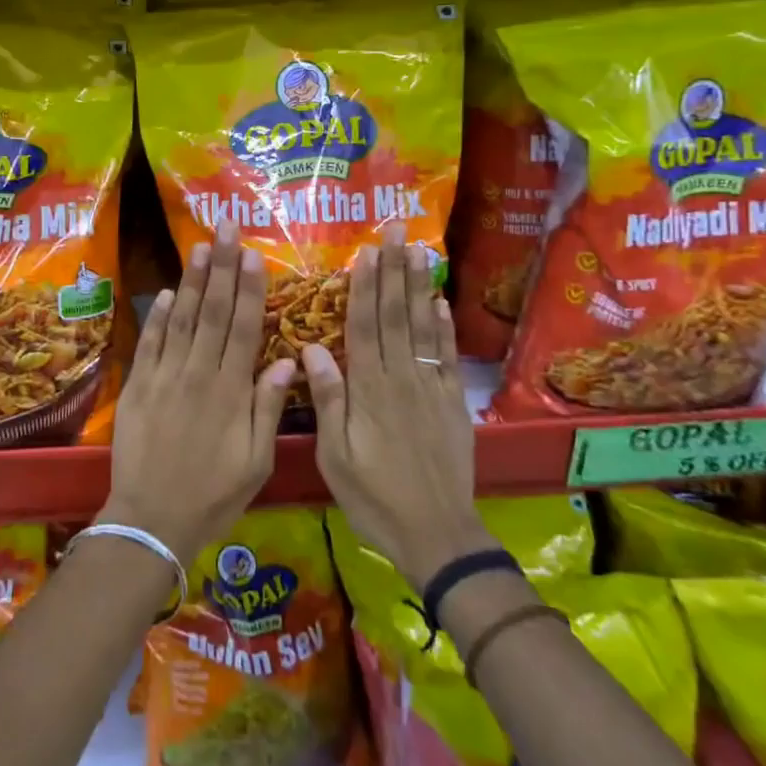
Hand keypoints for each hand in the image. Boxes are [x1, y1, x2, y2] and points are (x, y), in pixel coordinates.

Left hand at [101, 220, 294, 562]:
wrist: (151, 519)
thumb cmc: (213, 495)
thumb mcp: (255, 462)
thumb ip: (268, 408)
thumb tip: (287, 361)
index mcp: (231, 391)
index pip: (244, 328)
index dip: (250, 289)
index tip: (254, 255)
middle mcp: (198, 374)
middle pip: (214, 312)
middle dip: (222, 267)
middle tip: (226, 228)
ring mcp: (165, 377)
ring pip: (183, 319)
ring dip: (193, 281)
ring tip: (201, 246)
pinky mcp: (138, 386)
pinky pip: (150, 343)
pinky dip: (158, 316)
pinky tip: (168, 292)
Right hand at [305, 222, 496, 589]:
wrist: (437, 535)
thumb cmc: (375, 499)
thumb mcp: (336, 457)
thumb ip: (328, 400)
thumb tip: (311, 348)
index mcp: (369, 390)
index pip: (365, 326)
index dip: (365, 286)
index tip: (366, 251)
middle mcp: (401, 379)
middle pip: (397, 315)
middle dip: (395, 270)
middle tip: (397, 230)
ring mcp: (431, 388)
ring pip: (424, 327)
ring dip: (420, 286)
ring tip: (419, 249)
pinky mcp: (453, 403)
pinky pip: (448, 357)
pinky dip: (445, 327)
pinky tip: (441, 301)